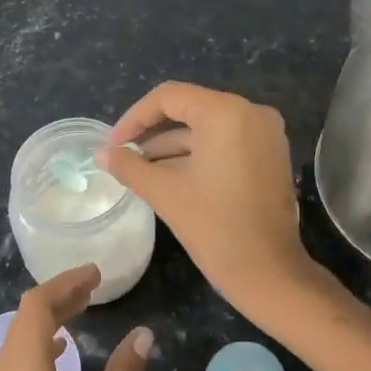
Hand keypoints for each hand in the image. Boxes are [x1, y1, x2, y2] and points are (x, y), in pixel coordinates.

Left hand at [0, 264, 151, 370]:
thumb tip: (143, 334)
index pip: (36, 308)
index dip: (65, 284)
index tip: (98, 274)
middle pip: (24, 321)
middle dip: (59, 299)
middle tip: (97, 289)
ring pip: (16, 342)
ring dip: (48, 322)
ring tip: (85, 312)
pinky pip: (12, 366)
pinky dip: (38, 348)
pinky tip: (63, 356)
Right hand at [100, 82, 315, 307]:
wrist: (269, 273)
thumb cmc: (215, 228)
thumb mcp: (165, 193)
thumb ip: (129, 166)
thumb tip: (100, 154)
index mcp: (226, 113)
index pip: (169, 97)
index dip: (135, 117)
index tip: (113, 144)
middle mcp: (251, 112)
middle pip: (190, 108)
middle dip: (152, 131)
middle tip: (123, 154)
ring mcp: (265, 133)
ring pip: (207, 127)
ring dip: (173, 144)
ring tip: (140, 167)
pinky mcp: (270, 154)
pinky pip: (226, 141)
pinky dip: (198, 153)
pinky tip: (170, 173)